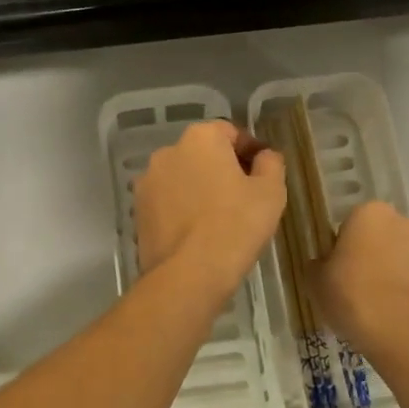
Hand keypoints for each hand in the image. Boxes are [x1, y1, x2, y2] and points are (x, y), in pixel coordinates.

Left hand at [135, 121, 286, 296]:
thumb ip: (271, 163)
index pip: (230, 132)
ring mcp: (147, 181)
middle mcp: (168, 151)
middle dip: (222, 168)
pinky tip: (197, 232)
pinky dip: (182, 208)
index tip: (263, 174)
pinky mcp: (138, 210)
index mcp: (200, 138)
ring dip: (200, 188)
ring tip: (219, 218)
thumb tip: (264, 156)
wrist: (188, 275)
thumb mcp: (270, 192)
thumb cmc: (236, 226)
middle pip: (203, 153)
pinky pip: (168, 201)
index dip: (250, 151)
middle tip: (244, 197)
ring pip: (183, 177)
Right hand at [310, 201, 408, 357]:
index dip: (344, 247)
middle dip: (374, 254)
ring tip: (381, 304)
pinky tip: (400, 315)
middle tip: (358, 285)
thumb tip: (322, 264)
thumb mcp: (315, 281)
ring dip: (396, 271)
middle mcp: (406, 222)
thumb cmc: (352, 295)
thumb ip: (317, 265)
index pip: (352, 224)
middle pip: (383, 236)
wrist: (403, 333)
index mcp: (371, 213)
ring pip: (406, 256)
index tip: (338, 270)